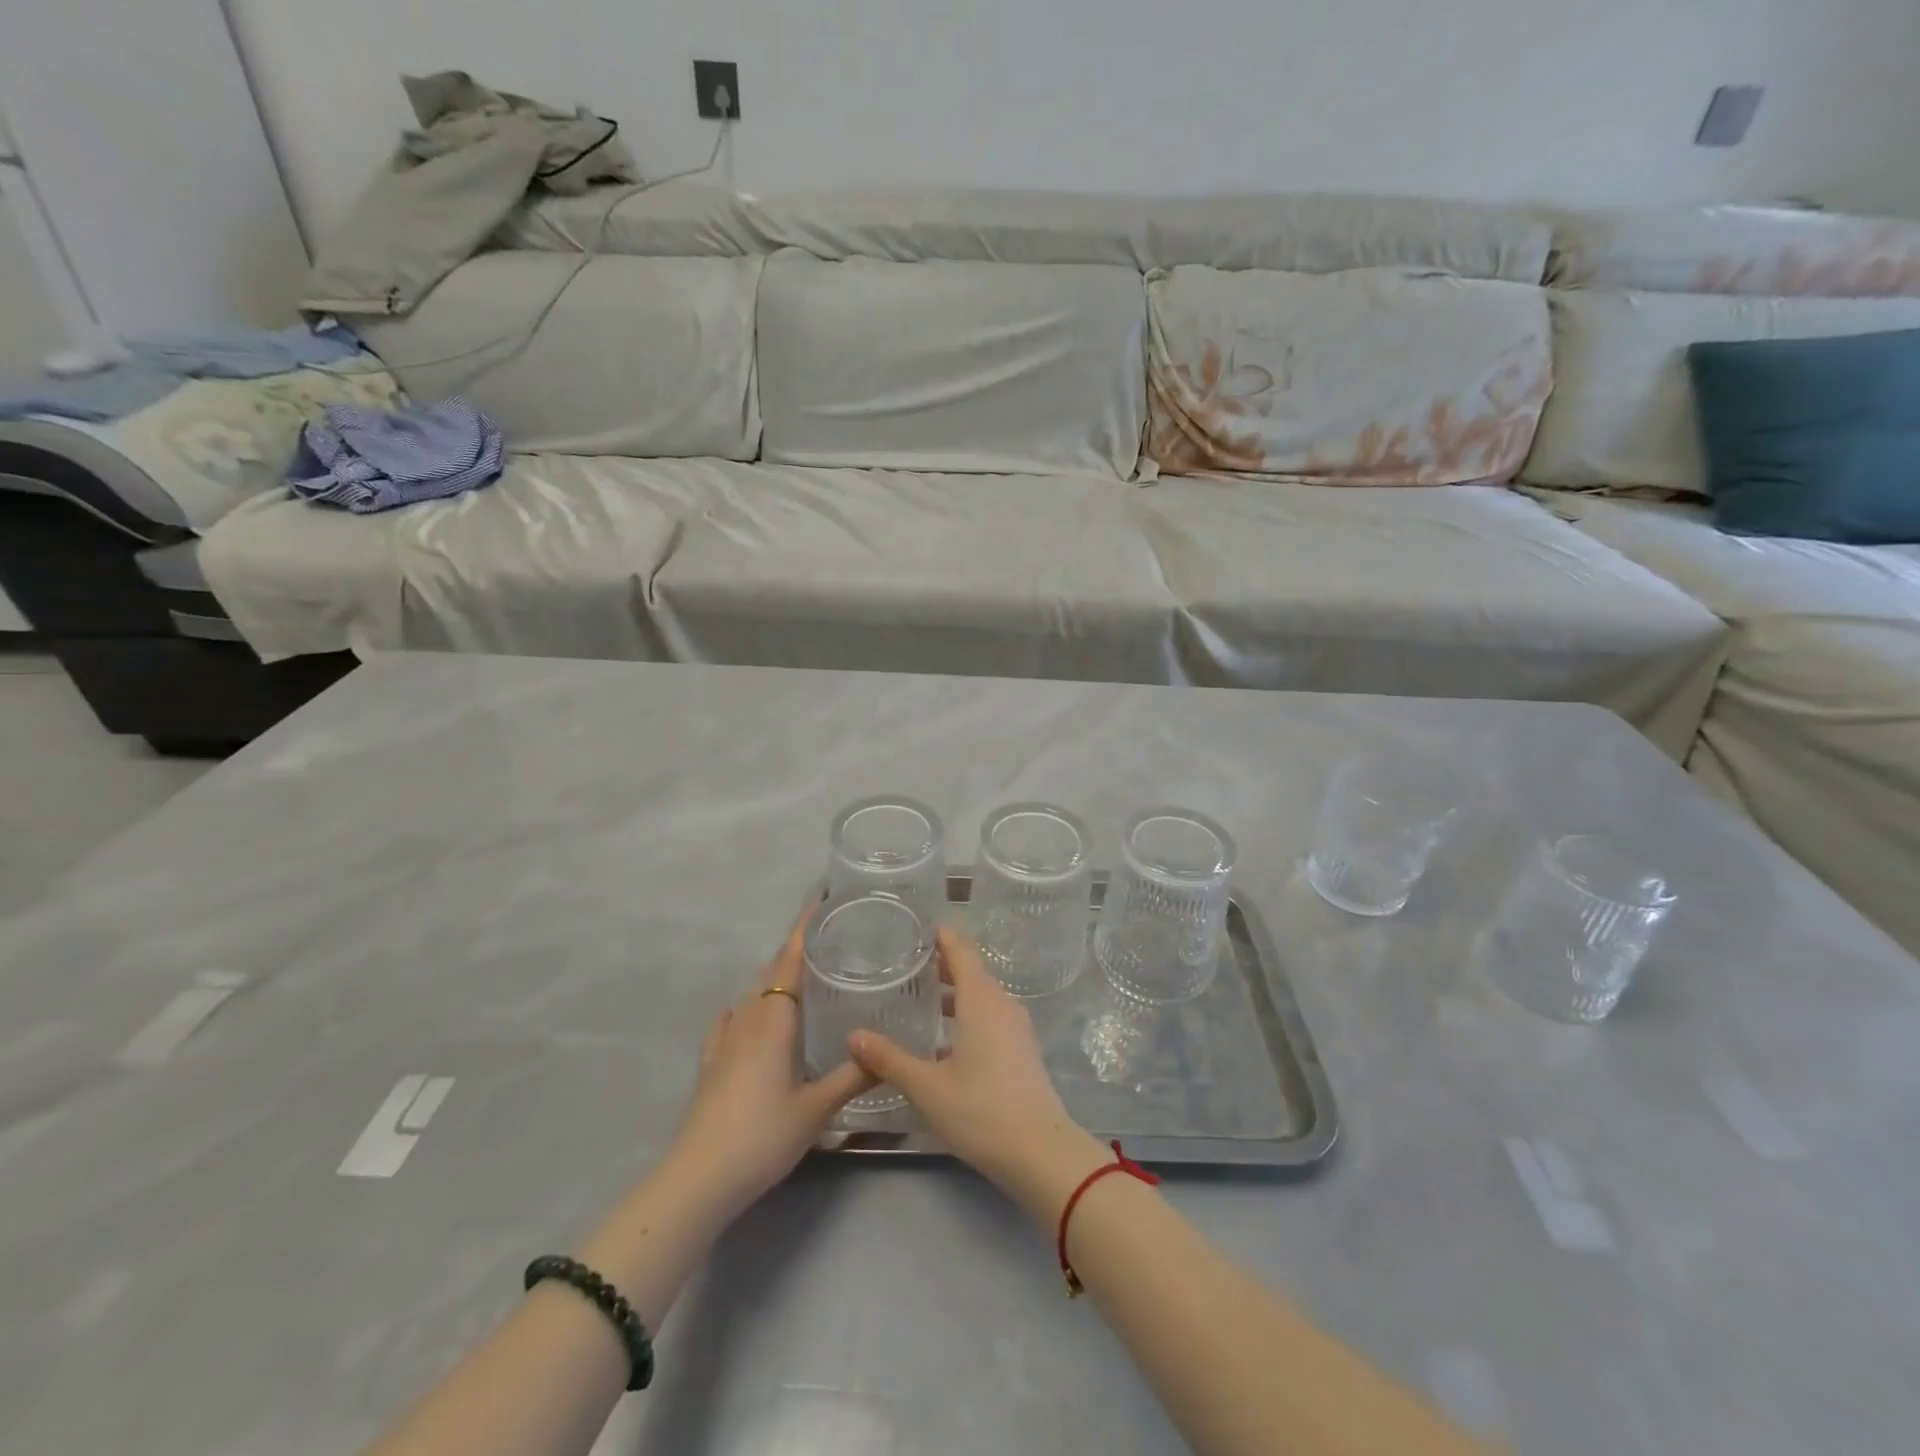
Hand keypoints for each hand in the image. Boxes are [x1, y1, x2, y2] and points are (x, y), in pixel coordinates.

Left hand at [663, 917, 871, 1217]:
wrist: (699, 1178)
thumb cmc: (762, 1136)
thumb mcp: (816, 1109)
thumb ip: (853, 1077)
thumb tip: (888, 1052)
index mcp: (775, 1021)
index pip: (790, 961)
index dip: (804, 930)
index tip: (818, 900)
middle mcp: (748, 1020)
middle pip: (772, 973)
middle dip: (795, 951)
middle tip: (828, 940)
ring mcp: (724, 1041)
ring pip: (753, 996)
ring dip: (774, 979)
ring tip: (802, 976)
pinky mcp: (710, 1064)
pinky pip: (730, 1023)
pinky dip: (743, 1010)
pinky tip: (743, 1014)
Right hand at [848, 927, 1105, 1216]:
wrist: (1040, 1152)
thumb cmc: (981, 1110)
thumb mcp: (927, 1086)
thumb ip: (889, 1059)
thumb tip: (854, 1036)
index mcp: (981, 1000)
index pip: (961, 952)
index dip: (941, 937)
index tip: (917, 929)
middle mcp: (1002, 1005)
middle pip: (972, 971)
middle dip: (943, 964)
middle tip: (908, 963)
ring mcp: (1017, 1028)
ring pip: (982, 997)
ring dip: (955, 992)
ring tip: (921, 999)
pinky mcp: (1022, 1051)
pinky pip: (991, 1017)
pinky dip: (967, 1014)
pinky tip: (944, 1039)